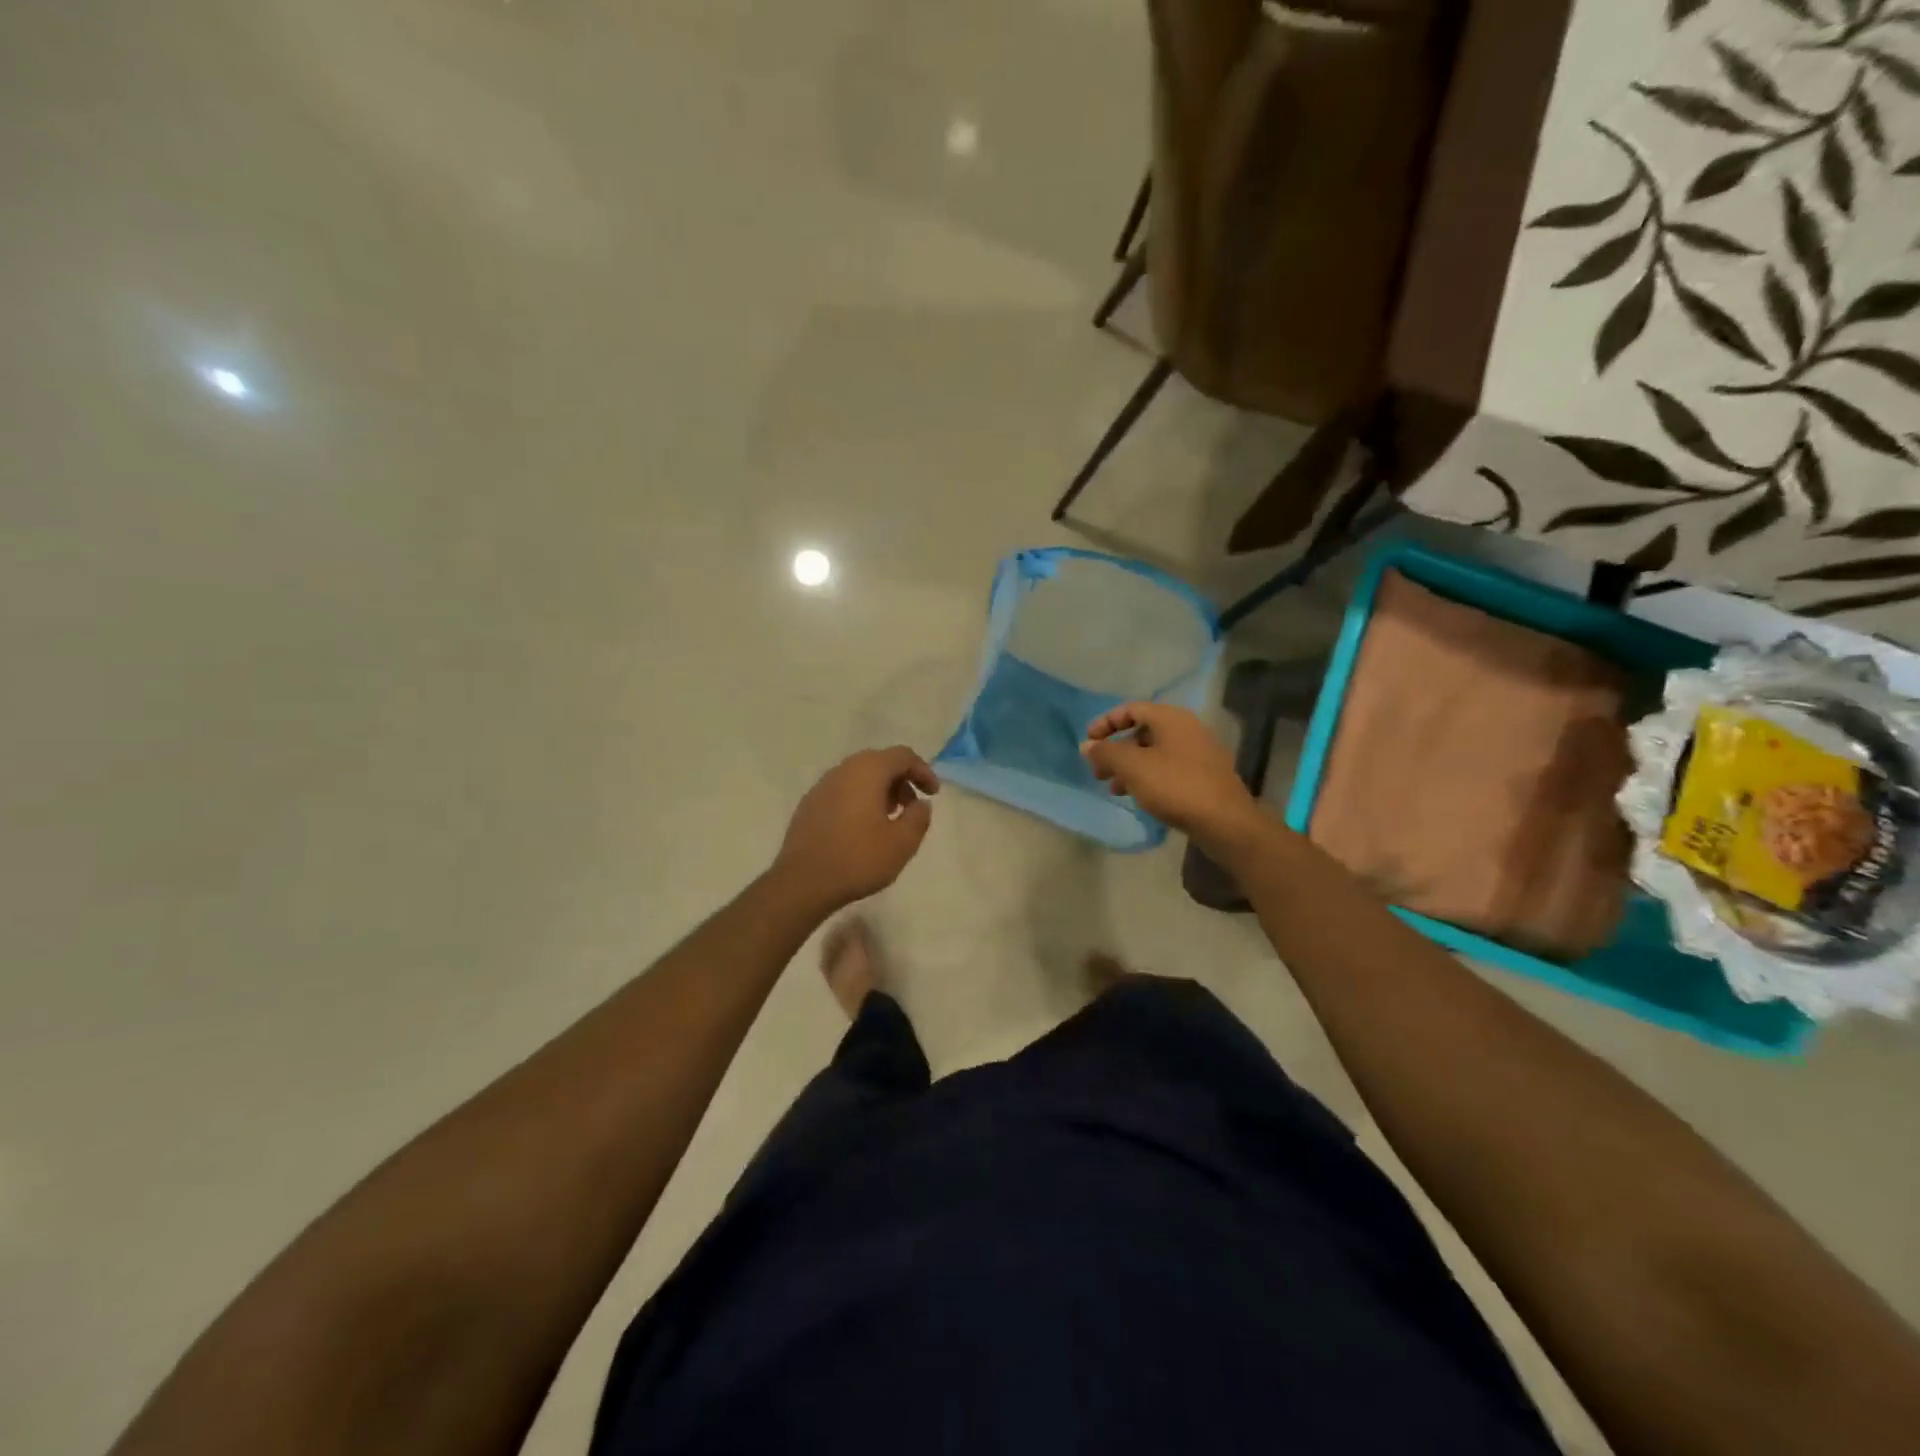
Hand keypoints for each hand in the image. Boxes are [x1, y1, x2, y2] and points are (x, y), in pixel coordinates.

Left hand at [773, 747, 939, 913]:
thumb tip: (920, 804)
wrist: (803, 882)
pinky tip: (862, 829)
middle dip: (901, 780)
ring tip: (889, 820)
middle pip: (880, 762)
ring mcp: (822, 786)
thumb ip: (918, 817)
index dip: (923, 771)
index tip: (933, 794)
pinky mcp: (809, 804)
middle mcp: (843, 770)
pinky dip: (859, 800)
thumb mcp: (902, 842)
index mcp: (868, 771)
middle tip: (911, 807)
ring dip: (880, 791)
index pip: (902, 755)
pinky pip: (842, 791)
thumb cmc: (858, 858)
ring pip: (859, 776)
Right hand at [1081, 702, 1266, 852]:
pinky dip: (1148, 777)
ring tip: (1114, 789)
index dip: (1106, 723)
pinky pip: (1168, 768)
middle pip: (1142, 732)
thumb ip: (1106, 753)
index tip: (1088, 742)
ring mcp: (1199, 753)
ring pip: (1154, 753)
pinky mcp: (1204, 776)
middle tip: (1098, 771)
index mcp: (1171, 718)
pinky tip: (1139, 797)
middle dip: (1116, 750)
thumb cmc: (1175, 786)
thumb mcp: (1133, 767)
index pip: (1131, 709)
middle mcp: (1187, 729)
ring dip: (1130, 767)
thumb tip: (1087, 745)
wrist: (1225, 822)